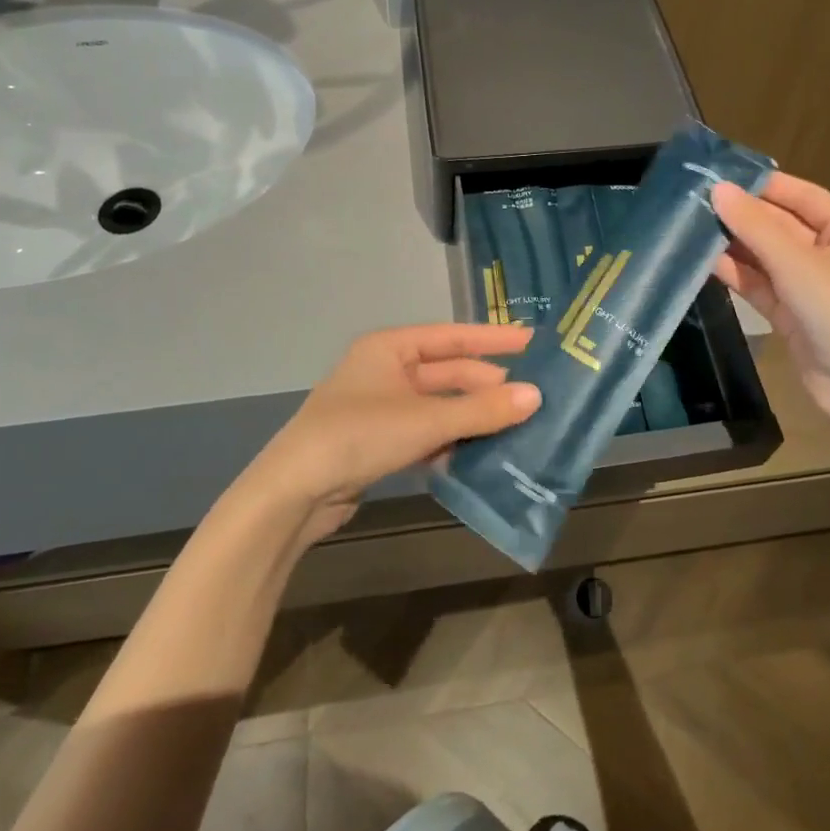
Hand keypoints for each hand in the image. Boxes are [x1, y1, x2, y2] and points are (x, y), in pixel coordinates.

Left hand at [233, 324, 540, 544]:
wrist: (293, 494)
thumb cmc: (358, 436)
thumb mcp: (425, 420)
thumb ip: (481, 410)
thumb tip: (535, 396)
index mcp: (389, 348)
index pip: (452, 336)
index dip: (492, 339)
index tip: (532, 342)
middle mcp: (385, 371)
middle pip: (447, 372)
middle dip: (485, 385)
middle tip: (530, 397)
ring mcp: (380, 408)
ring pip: (438, 405)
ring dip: (471, 416)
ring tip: (515, 426)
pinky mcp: (378, 443)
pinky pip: (425, 432)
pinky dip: (450, 440)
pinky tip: (478, 454)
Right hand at [711, 174, 829, 432]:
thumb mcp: (798, 264)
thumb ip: (756, 226)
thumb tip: (718, 190)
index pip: (802, 195)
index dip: (763, 184)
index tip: (720, 174)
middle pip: (781, 225)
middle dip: (742, 215)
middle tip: (695, 200)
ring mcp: (810, 286)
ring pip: (766, 256)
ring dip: (734, 244)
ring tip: (691, 226)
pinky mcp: (791, 313)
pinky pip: (760, 284)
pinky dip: (736, 273)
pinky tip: (703, 261)